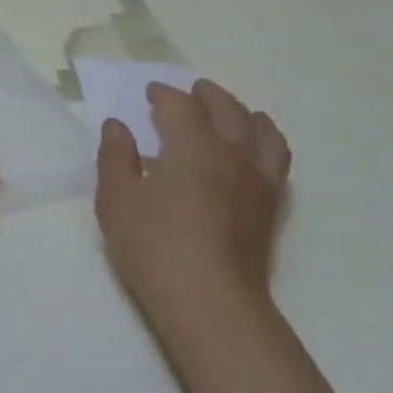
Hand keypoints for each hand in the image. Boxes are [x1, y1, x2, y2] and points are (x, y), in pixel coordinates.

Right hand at [95, 79, 291, 322]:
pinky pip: (277, 158)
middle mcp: (232, 153)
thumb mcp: (117, 199)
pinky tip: (255, 151)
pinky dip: (266, 141)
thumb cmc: (154, 246)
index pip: (181, 106)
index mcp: (193, 146)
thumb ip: (116, 157)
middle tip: (192, 91)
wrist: (210, 300)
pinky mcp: (271, 206)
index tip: (150, 93)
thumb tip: (118, 126)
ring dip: (244, 113)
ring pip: (261, 130)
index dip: (164, 95)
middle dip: (207, 95)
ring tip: (233, 112)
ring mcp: (258, 179)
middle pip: (227, 109)